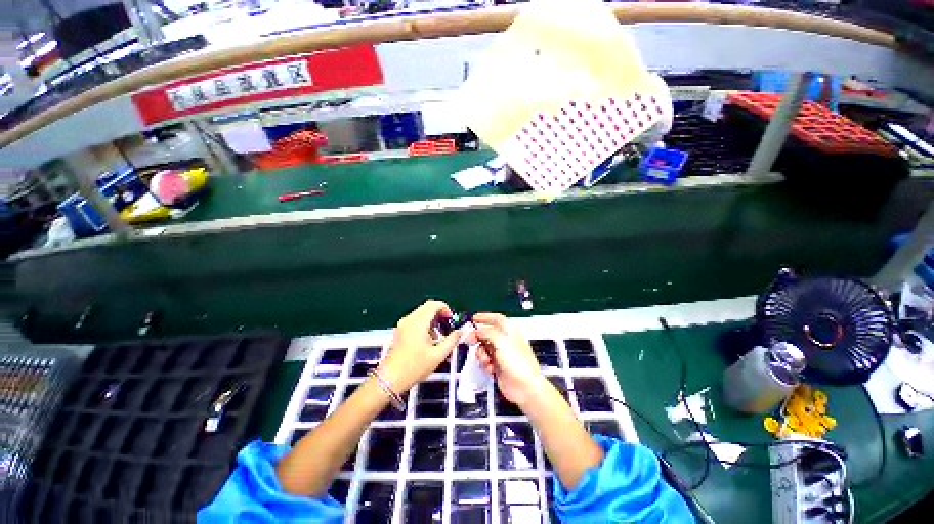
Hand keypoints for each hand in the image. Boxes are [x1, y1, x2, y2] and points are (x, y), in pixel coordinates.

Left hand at [378, 300, 460, 393]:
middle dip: (439, 313)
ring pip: (421, 313)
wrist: (391, 379)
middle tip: (447, 325)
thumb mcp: (438, 355)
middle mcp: (409, 320)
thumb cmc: (414, 367)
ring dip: (432, 319)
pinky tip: (428, 339)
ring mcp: (403, 324)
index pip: (434, 305)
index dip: (445, 308)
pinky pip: (415, 320)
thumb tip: (459, 333)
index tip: (451, 318)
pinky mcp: (400, 330)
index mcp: (418, 323)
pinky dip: (424, 324)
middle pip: (427, 307)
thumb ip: (451, 341)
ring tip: (438, 335)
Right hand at [464, 313, 549, 407]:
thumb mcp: (501, 342)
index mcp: (510, 332)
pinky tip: (490, 368)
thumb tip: (478, 331)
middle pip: (487, 334)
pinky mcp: (498, 366)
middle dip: (477, 337)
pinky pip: (486, 361)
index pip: (497, 319)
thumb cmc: (520, 365)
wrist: (525, 388)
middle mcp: (506, 342)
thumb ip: (488, 333)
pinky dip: (485, 364)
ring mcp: (502, 354)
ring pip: (484, 348)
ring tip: (486, 360)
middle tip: (469, 340)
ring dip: (482, 354)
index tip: (474, 319)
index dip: (485, 317)